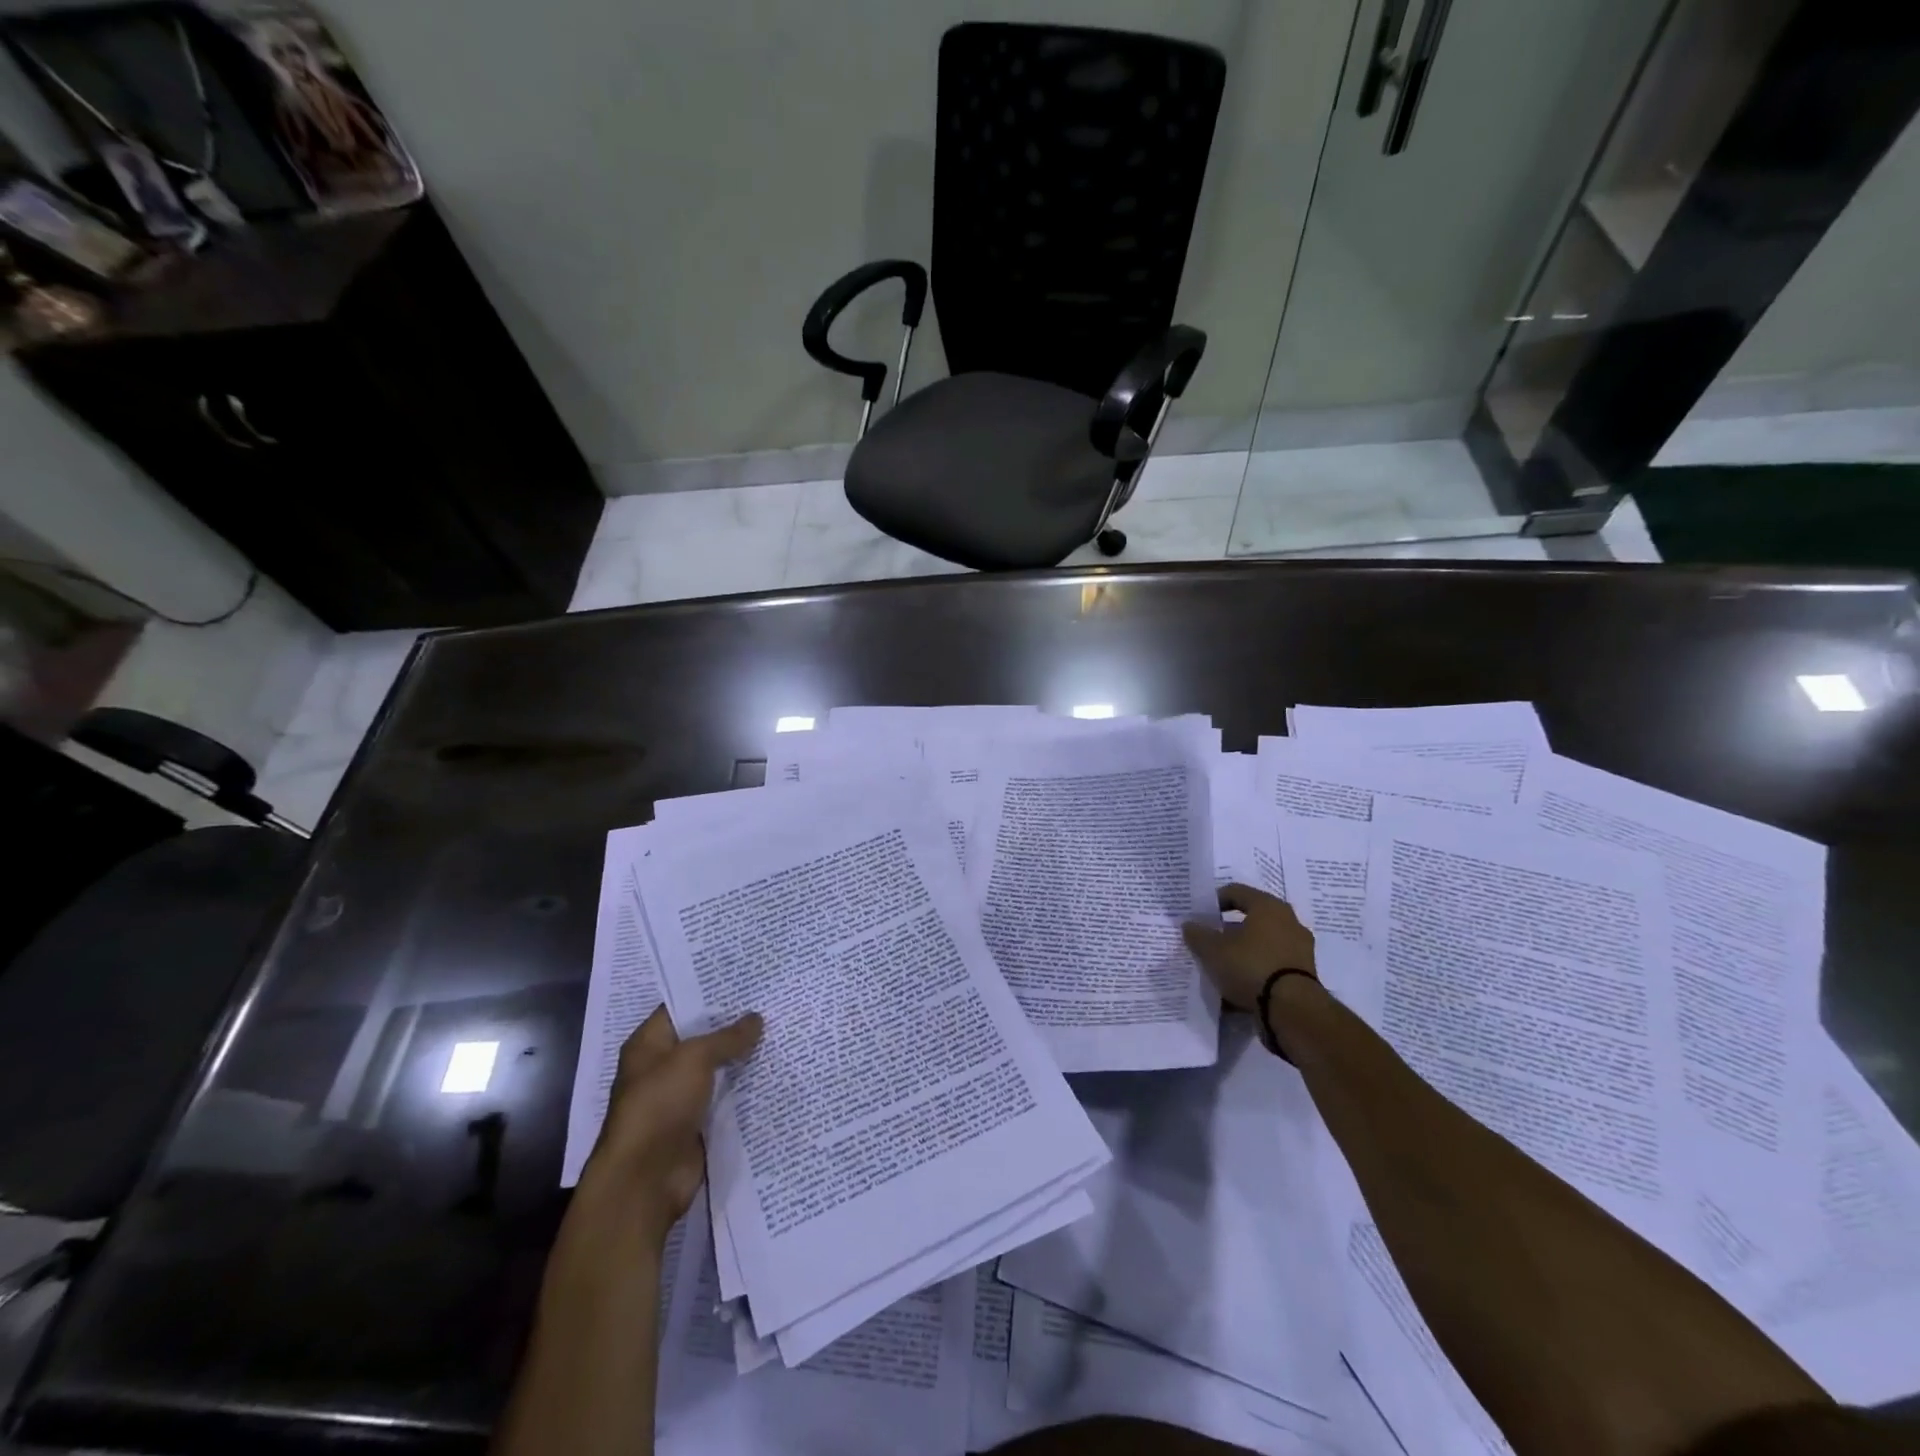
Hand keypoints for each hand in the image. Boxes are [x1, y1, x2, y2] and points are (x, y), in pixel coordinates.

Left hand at [582, 1005, 763, 1242]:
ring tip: (781, 1031)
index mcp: (649, 1044)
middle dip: (734, 1025)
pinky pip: (724, 1098)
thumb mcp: (694, 1058)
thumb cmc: (659, 1105)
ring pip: (717, 1069)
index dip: (711, 993)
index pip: (681, 1007)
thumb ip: (727, 1037)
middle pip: (702, 1038)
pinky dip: (745, 1089)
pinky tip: (774, 1072)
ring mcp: (679, 1098)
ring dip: (742, 1058)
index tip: (747, 980)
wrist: (645, 1180)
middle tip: (772, 1002)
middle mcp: (662, 1067)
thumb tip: (756, 1018)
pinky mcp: (696, 1124)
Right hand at [1181, 883, 1316, 1010]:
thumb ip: (1198, 935)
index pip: (1236, 892)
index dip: (1215, 901)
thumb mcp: (1213, 950)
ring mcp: (1300, 948)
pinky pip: (1273, 964)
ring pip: (1263, 942)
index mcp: (1268, 906)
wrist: (1292, 1009)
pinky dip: (1257, 969)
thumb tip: (1189, 925)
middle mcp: (1289, 921)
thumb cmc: (1250, 966)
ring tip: (1223, 965)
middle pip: (1252, 918)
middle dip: (1229, 929)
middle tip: (1210, 940)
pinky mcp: (1305, 974)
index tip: (1200, 916)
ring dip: (1244, 950)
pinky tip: (1240, 983)